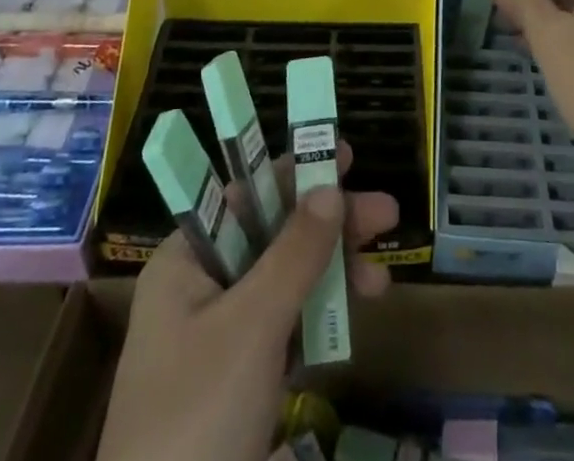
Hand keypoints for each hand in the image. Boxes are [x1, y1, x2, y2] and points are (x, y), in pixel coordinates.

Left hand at [96, 142, 398, 460]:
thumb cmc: (196, 419)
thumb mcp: (252, 328)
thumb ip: (295, 253)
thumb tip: (330, 187)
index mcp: (187, 261)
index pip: (245, 193)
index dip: (294, 169)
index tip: (344, 155)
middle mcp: (200, 288)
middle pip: (273, 235)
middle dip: (329, 225)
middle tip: (387, 214)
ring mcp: (219, 338)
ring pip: (285, 281)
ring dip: (333, 273)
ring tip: (383, 280)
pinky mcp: (239, 383)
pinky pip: (286, 328)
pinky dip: (320, 318)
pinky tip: (356, 317)